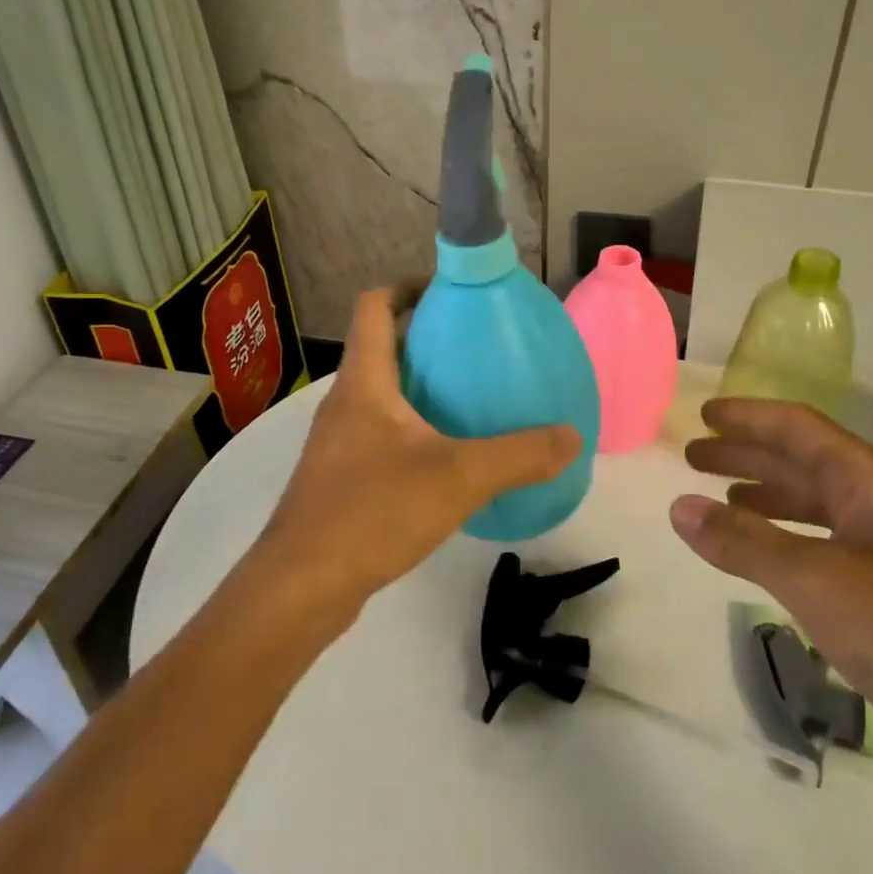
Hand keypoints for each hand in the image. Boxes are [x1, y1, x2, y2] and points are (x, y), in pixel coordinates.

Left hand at [251, 288, 581, 607]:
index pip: (375, 307)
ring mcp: (338, 443)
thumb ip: (519, 455)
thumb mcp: (459, 478)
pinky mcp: (340, 479)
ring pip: (381, 394)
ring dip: (420, 385)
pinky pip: (380, 433)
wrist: (301, 588)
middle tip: (478, 346)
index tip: (452, 290)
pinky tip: (447, 456)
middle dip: (426, 337)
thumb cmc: (373, 512)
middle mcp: (345, 403)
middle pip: (381, 347)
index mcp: (364, 382)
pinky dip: (413, 427)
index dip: (409, 286)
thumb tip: (571, 437)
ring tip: (470, 397)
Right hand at [670, 399, 872, 802]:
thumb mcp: (816, 581)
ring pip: (817, 506)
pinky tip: (766, 556)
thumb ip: (744, 542)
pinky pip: (827, 546)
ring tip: (719, 499)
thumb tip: (678, 507)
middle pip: (805, 463)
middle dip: (748, 456)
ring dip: (766, 497)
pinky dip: (788, 539)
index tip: (703, 415)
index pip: (799, 429)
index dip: (748, 418)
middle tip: (694, 457)